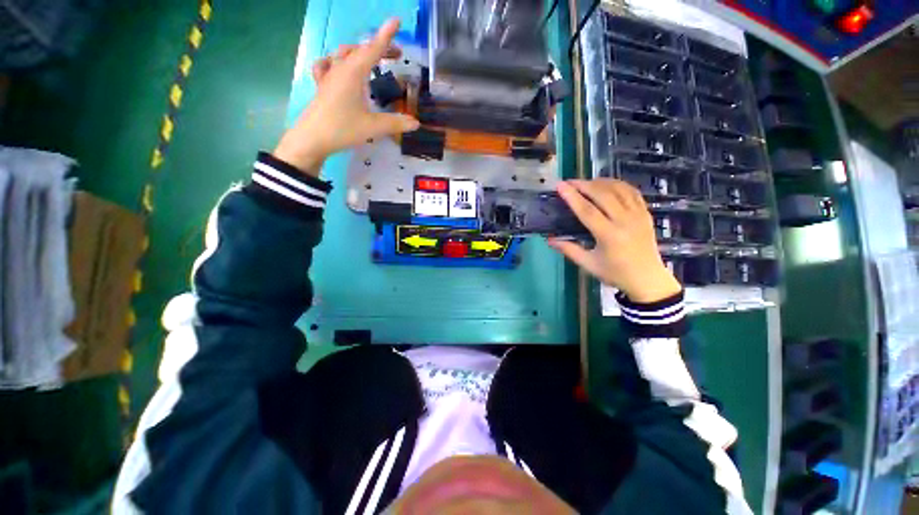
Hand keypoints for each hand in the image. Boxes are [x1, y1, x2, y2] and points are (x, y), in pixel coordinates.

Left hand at [273, 18, 419, 175]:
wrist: (312, 139)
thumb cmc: (342, 129)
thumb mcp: (373, 127)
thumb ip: (396, 123)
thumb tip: (416, 123)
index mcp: (353, 73)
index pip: (373, 49)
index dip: (386, 35)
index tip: (396, 21)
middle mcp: (340, 68)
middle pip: (361, 50)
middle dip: (380, 48)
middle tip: (397, 55)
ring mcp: (328, 76)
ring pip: (344, 54)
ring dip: (360, 52)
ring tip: (371, 59)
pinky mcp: (321, 85)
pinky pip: (326, 65)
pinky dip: (335, 61)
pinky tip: (337, 66)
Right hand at [549, 179, 681, 302]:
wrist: (648, 279)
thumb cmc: (615, 273)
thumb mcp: (588, 264)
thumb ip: (568, 249)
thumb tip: (549, 239)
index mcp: (609, 236)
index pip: (587, 211)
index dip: (572, 197)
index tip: (561, 186)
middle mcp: (625, 221)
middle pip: (603, 195)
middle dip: (584, 185)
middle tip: (570, 182)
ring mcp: (638, 215)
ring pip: (619, 189)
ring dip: (601, 182)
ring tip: (586, 182)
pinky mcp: (646, 213)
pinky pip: (632, 192)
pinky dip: (618, 184)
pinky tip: (607, 185)